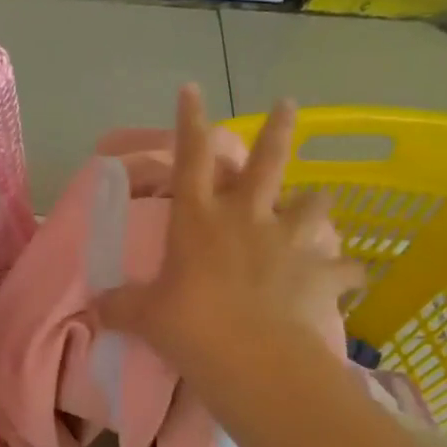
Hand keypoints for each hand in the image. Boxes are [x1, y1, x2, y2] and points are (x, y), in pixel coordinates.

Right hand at [94, 87, 364, 389]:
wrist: (252, 357)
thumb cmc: (191, 327)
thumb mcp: (145, 317)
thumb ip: (121, 306)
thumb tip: (94, 307)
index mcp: (199, 220)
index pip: (191, 160)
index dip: (190, 122)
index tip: (193, 88)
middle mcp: (246, 218)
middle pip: (267, 161)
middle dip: (278, 128)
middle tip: (289, 102)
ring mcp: (287, 242)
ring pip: (313, 205)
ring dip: (315, 203)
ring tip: (317, 204)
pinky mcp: (319, 272)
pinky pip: (342, 269)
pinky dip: (346, 272)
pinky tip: (352, 277)